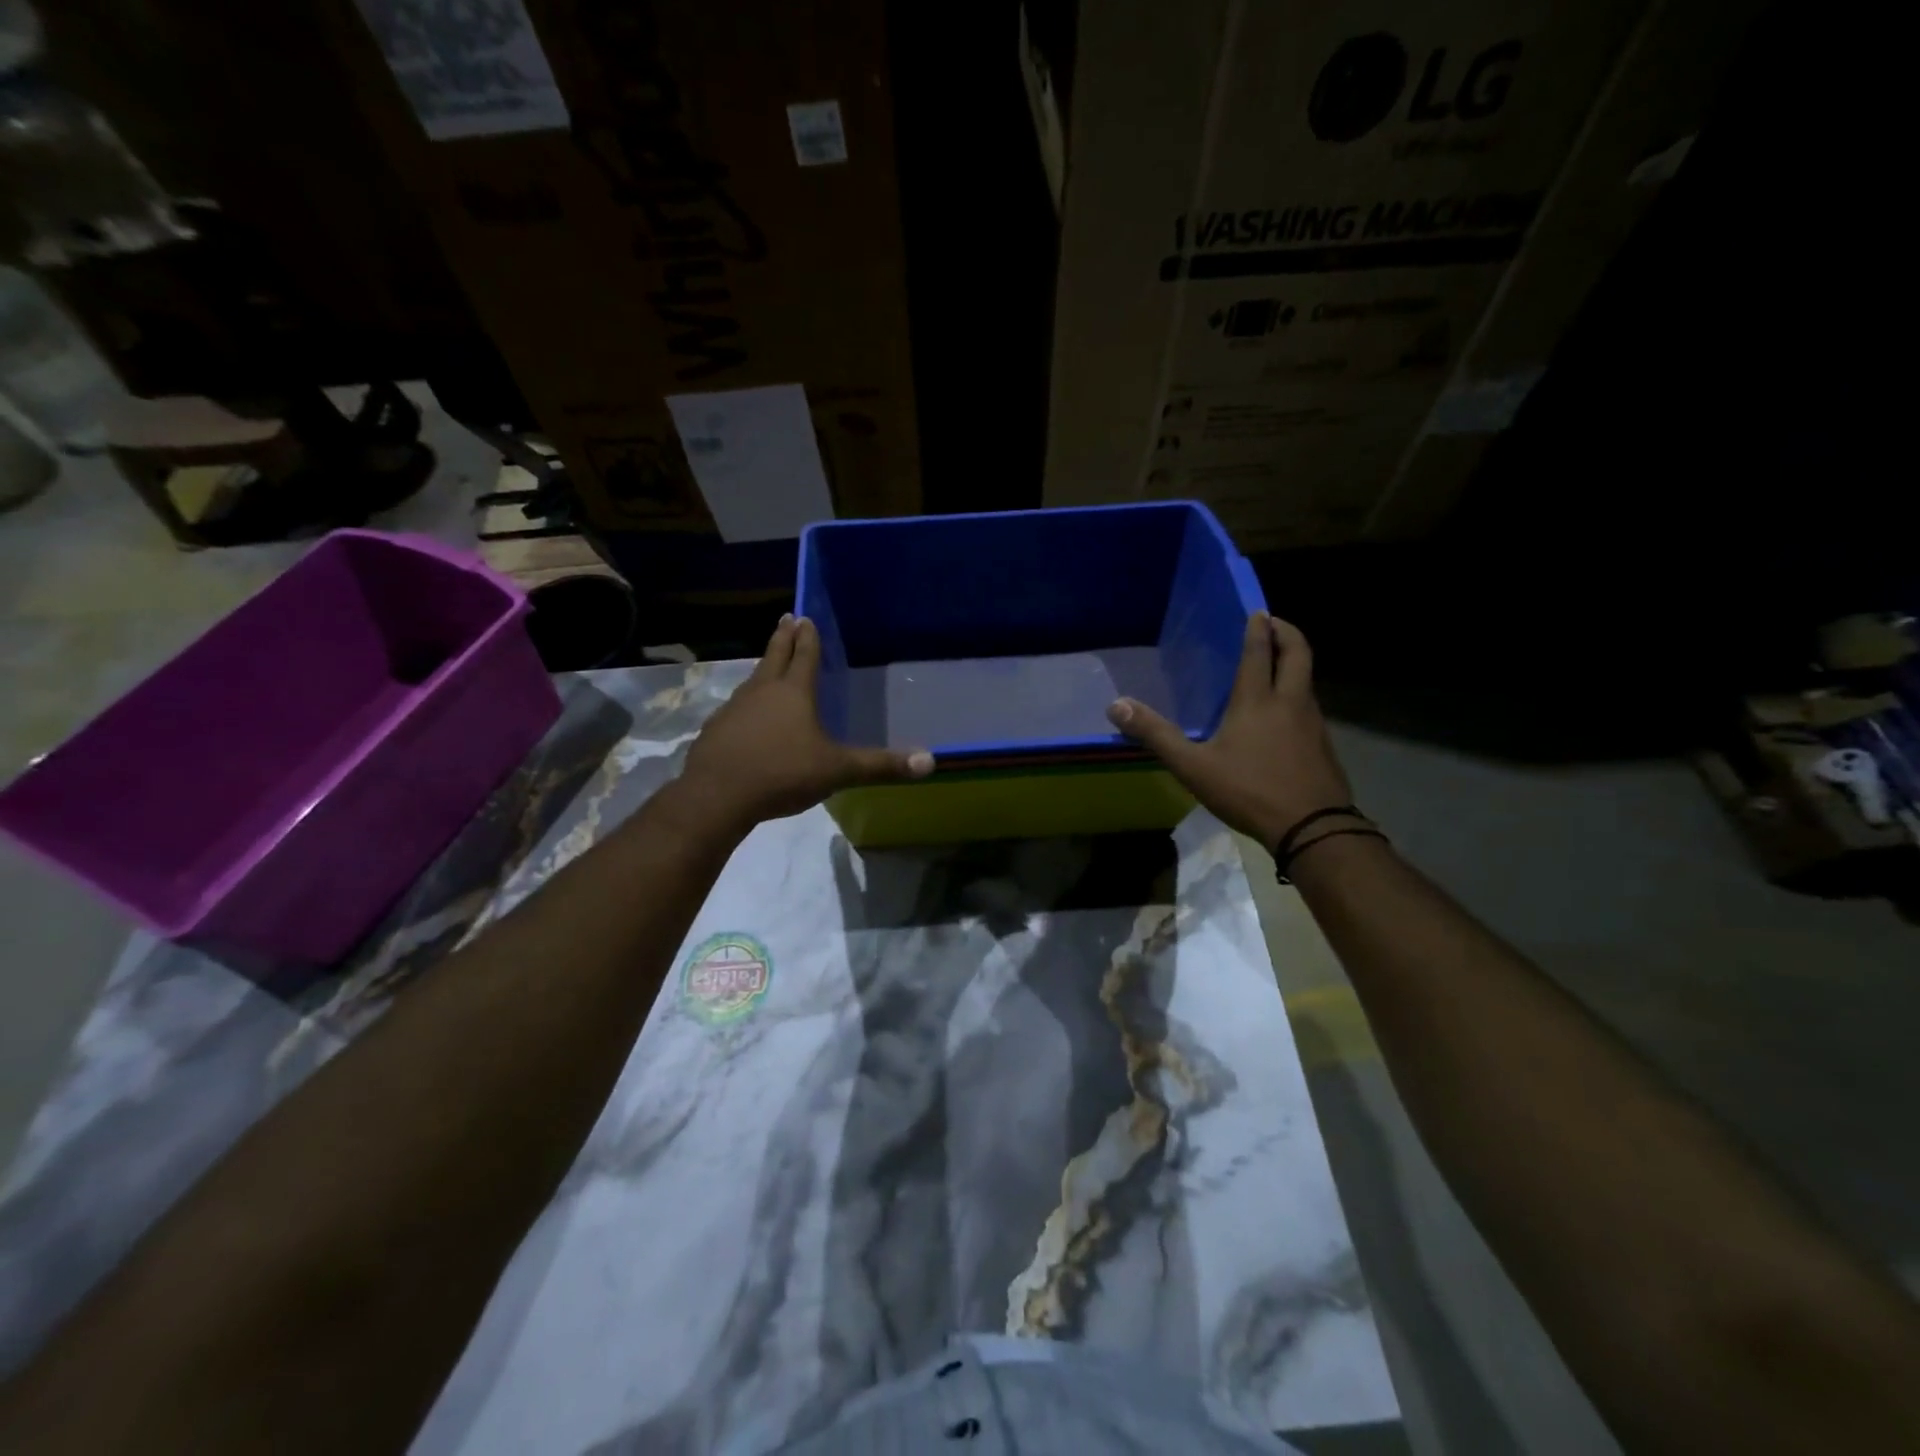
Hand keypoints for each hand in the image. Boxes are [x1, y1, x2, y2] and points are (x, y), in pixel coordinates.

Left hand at [681, 614, 931, 831]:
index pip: (804, 656)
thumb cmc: (783, 774)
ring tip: (769, 665)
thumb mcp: (838, 771)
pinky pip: (736, 708)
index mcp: (794, 693)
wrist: (717, 796)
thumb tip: (931, 762)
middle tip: (786, 618)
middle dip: (783, 638)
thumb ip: (880, 765)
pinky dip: (746, 703)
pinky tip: (747, 716)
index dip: (808, 637)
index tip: (805, 616)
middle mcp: (762, 692)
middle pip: (775, 657)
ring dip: (764, 669)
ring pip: (753, 680)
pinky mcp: (716, 730)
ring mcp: (734, 709)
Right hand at [1107, 612, 1351, 849]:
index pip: (1260, 652)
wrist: (1312, 827)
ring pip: (1307, 680)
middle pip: (1298, 653)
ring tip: (1277, 666)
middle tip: (1274, 623)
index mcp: (1257, 700)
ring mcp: (1313, 723)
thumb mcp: (1192, 766)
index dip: (1258, 629)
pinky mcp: (1324, 745)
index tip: (1258, 612)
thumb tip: (1116, 706)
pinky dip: (1299, 695)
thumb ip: (1156, 735)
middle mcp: (1290, 702)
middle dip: (1288, 633)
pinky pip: (1311, 707)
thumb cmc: (1249, 790)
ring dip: (1295, 664)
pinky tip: (1285, 715)